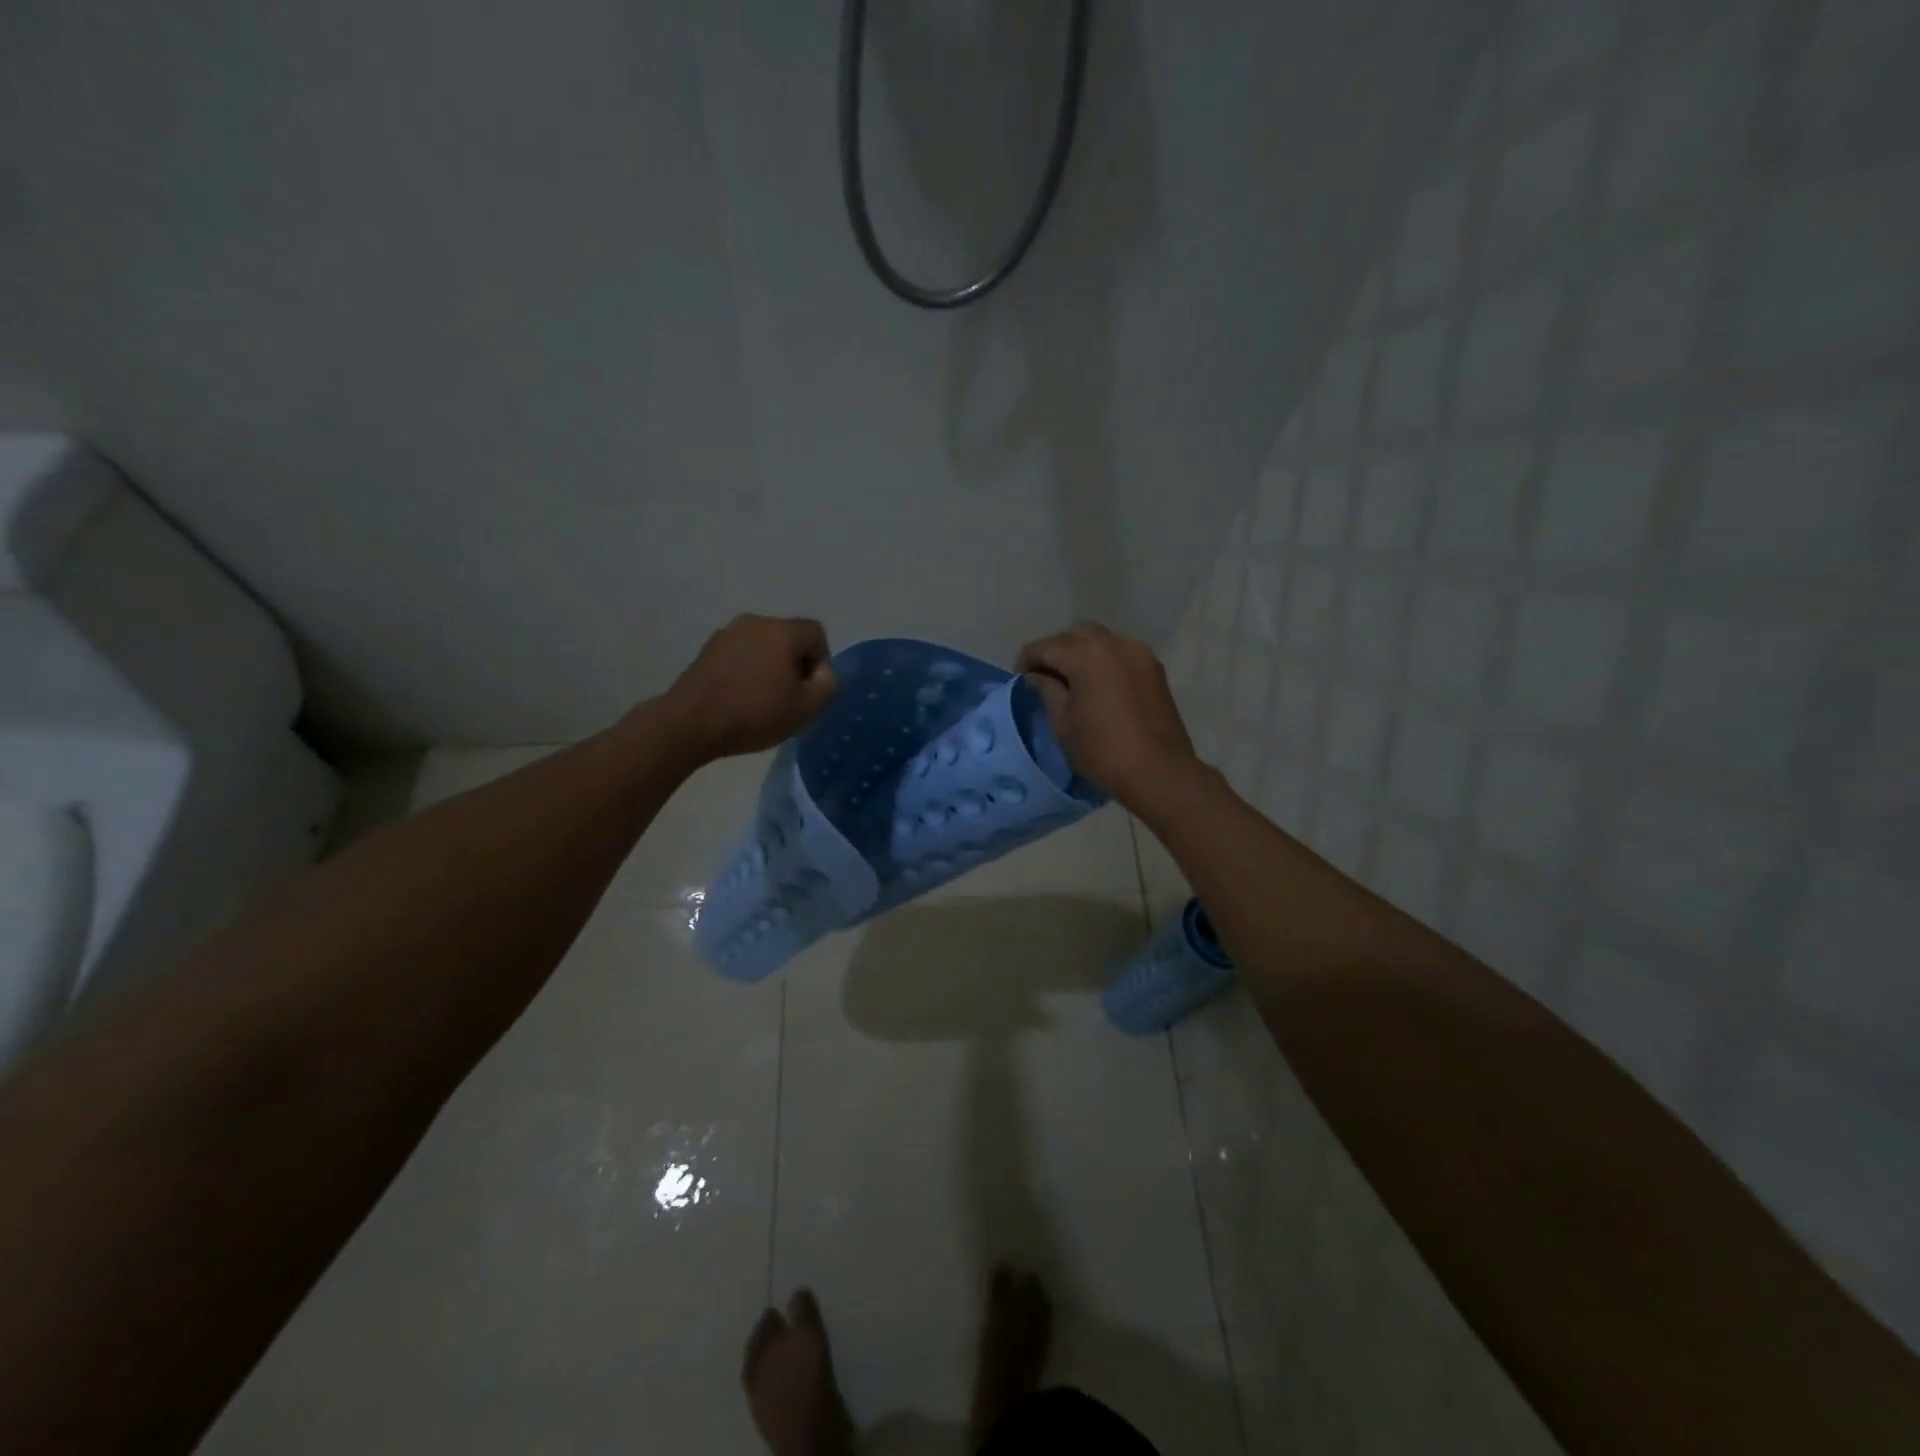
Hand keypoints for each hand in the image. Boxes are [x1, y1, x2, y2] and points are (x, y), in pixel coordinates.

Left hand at [666, 615, 836, 759]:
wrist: (691, 723)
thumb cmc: (755, 713)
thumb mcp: (807, 708)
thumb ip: (829, 685)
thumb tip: (823, 673)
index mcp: (781, 630)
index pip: (816, 633)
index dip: (821, 662)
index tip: (808, 690)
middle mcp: (754, 622)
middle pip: (789, 638)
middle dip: (795, 665)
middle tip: (788, 699)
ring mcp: (726, 634)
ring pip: (763, 647)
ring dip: (770, 669)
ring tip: (762, 701)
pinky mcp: (707, 650)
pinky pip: (740, 655)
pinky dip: (747, 672)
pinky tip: (739, 699)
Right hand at [1015, 622, 1205, 816]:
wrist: (1159, 772)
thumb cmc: (1103, 751)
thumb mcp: (1064, 724)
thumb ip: (1047, 691)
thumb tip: (1036, 676)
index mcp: (1087, 655)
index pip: (1046, 646)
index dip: (1027, 659)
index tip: (1019, 678)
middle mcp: (1115, 643)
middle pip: (1075, 634)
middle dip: (1055, 650)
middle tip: (1044, 676)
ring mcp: (1139, 653)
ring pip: (1100, 640)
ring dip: (1081, 652)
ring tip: (1070, 680)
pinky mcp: (1154, 669)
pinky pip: (1120, 653)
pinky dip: (1103, 660)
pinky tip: (1096, 685)